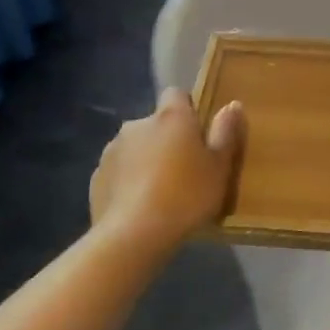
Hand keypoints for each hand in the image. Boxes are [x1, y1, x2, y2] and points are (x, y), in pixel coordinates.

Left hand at [90, 89, 244, 252]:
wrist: (133, 235)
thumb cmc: (186, 196)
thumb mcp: (219, 167)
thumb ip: (225, 132)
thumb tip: (232, 104)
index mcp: (171, 117)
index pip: (176, 94)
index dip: (187, 110)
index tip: (198, 134)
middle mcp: (137, 124)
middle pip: (155, 124)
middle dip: (166, 139)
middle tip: (184, 170)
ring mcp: (112, 150)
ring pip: (135, 147)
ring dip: (145, 160)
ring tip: (160, 192)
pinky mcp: (96, 177)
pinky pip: (118, 172)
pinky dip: (127, 182)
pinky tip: (139, 207)